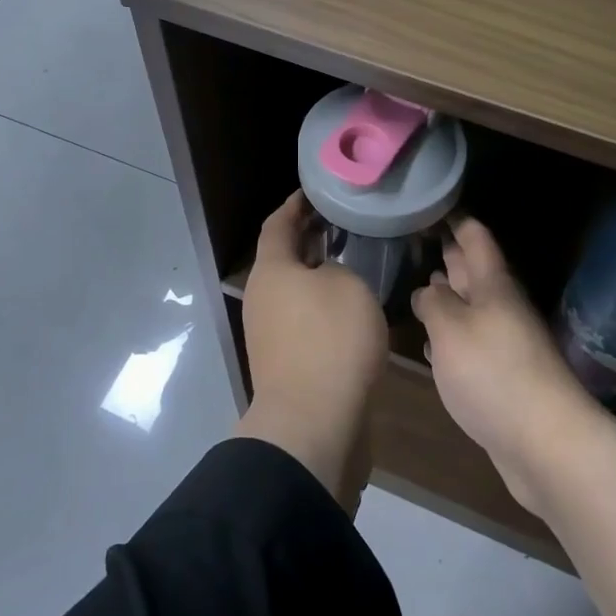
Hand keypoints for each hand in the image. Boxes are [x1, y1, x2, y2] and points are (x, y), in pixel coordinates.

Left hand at [238, 191, 388, 508]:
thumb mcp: (349, 287)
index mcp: (271, 271)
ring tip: (352, 264)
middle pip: (284, 258)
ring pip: (295, 291)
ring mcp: (269, 334)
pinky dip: (322, 307)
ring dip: (318, 275)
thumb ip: (339, 270)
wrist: (313, 423)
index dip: (294, 205)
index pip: (277, 224)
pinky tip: (350, 309)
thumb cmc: (330, 340)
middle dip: (309, 240)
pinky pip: (304, 320)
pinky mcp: (284, 363)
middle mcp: (263, 298)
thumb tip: (328, 278)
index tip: (315, 192)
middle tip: (342, 226)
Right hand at [411, 215, 600, 511]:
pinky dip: (451, 336)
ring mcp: (504, 344)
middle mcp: (501, 308)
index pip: (476, 238)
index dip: (456, 219)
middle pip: (474, 272)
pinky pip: (472, 344)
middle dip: (450, 255)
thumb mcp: (451, 329)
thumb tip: (428, 290)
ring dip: (449, 297)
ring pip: (471, 309)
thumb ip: (433, 303)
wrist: (545, 442)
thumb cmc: (493, 373)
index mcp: (493, 286)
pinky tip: (432, 343)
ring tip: (420, 284)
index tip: (433, 204)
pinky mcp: (501, 378)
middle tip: (419, 239)